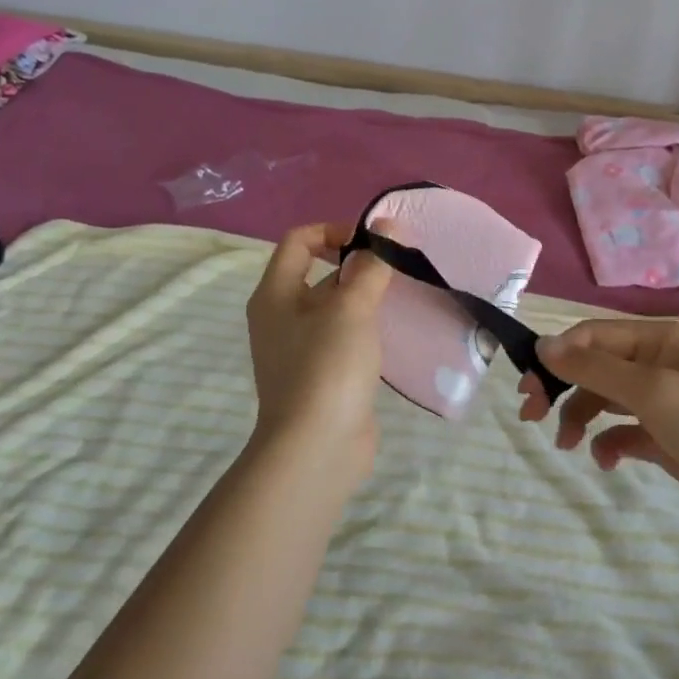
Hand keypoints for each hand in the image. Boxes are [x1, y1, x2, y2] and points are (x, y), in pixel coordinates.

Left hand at [245, 222, 393, 474]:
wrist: (316, 450)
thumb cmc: (327, 366)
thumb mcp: (352, 307)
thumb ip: (372, 265)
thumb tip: (389, 229)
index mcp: (275, 294)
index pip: (299, 240)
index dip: (335, 230)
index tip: (373, 244)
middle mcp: (281, 317)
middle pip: (318, 272)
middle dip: (357, 265)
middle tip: (396, 268)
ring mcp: (299, 349)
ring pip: (334, 307)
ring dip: (365, 297)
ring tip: (402, 296)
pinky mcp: (321, 375)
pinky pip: (343, 337)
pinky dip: (366, 328)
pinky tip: (394, 332)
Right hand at [520, 320, 678, 537]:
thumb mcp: (653, 391)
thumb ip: (596, 368)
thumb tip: (544, 344)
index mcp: (656, 340)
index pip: (592, 336)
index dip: (557, 355)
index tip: (528, 386)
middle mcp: (655, 364)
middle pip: (593, 367)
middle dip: (562, 386)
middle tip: (531, 414)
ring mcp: (662, 403)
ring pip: (603, 400)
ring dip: (579, 416)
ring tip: (567, 444)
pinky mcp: (666, 438)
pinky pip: (623, 432)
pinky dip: (608, 443)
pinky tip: (607, 461)